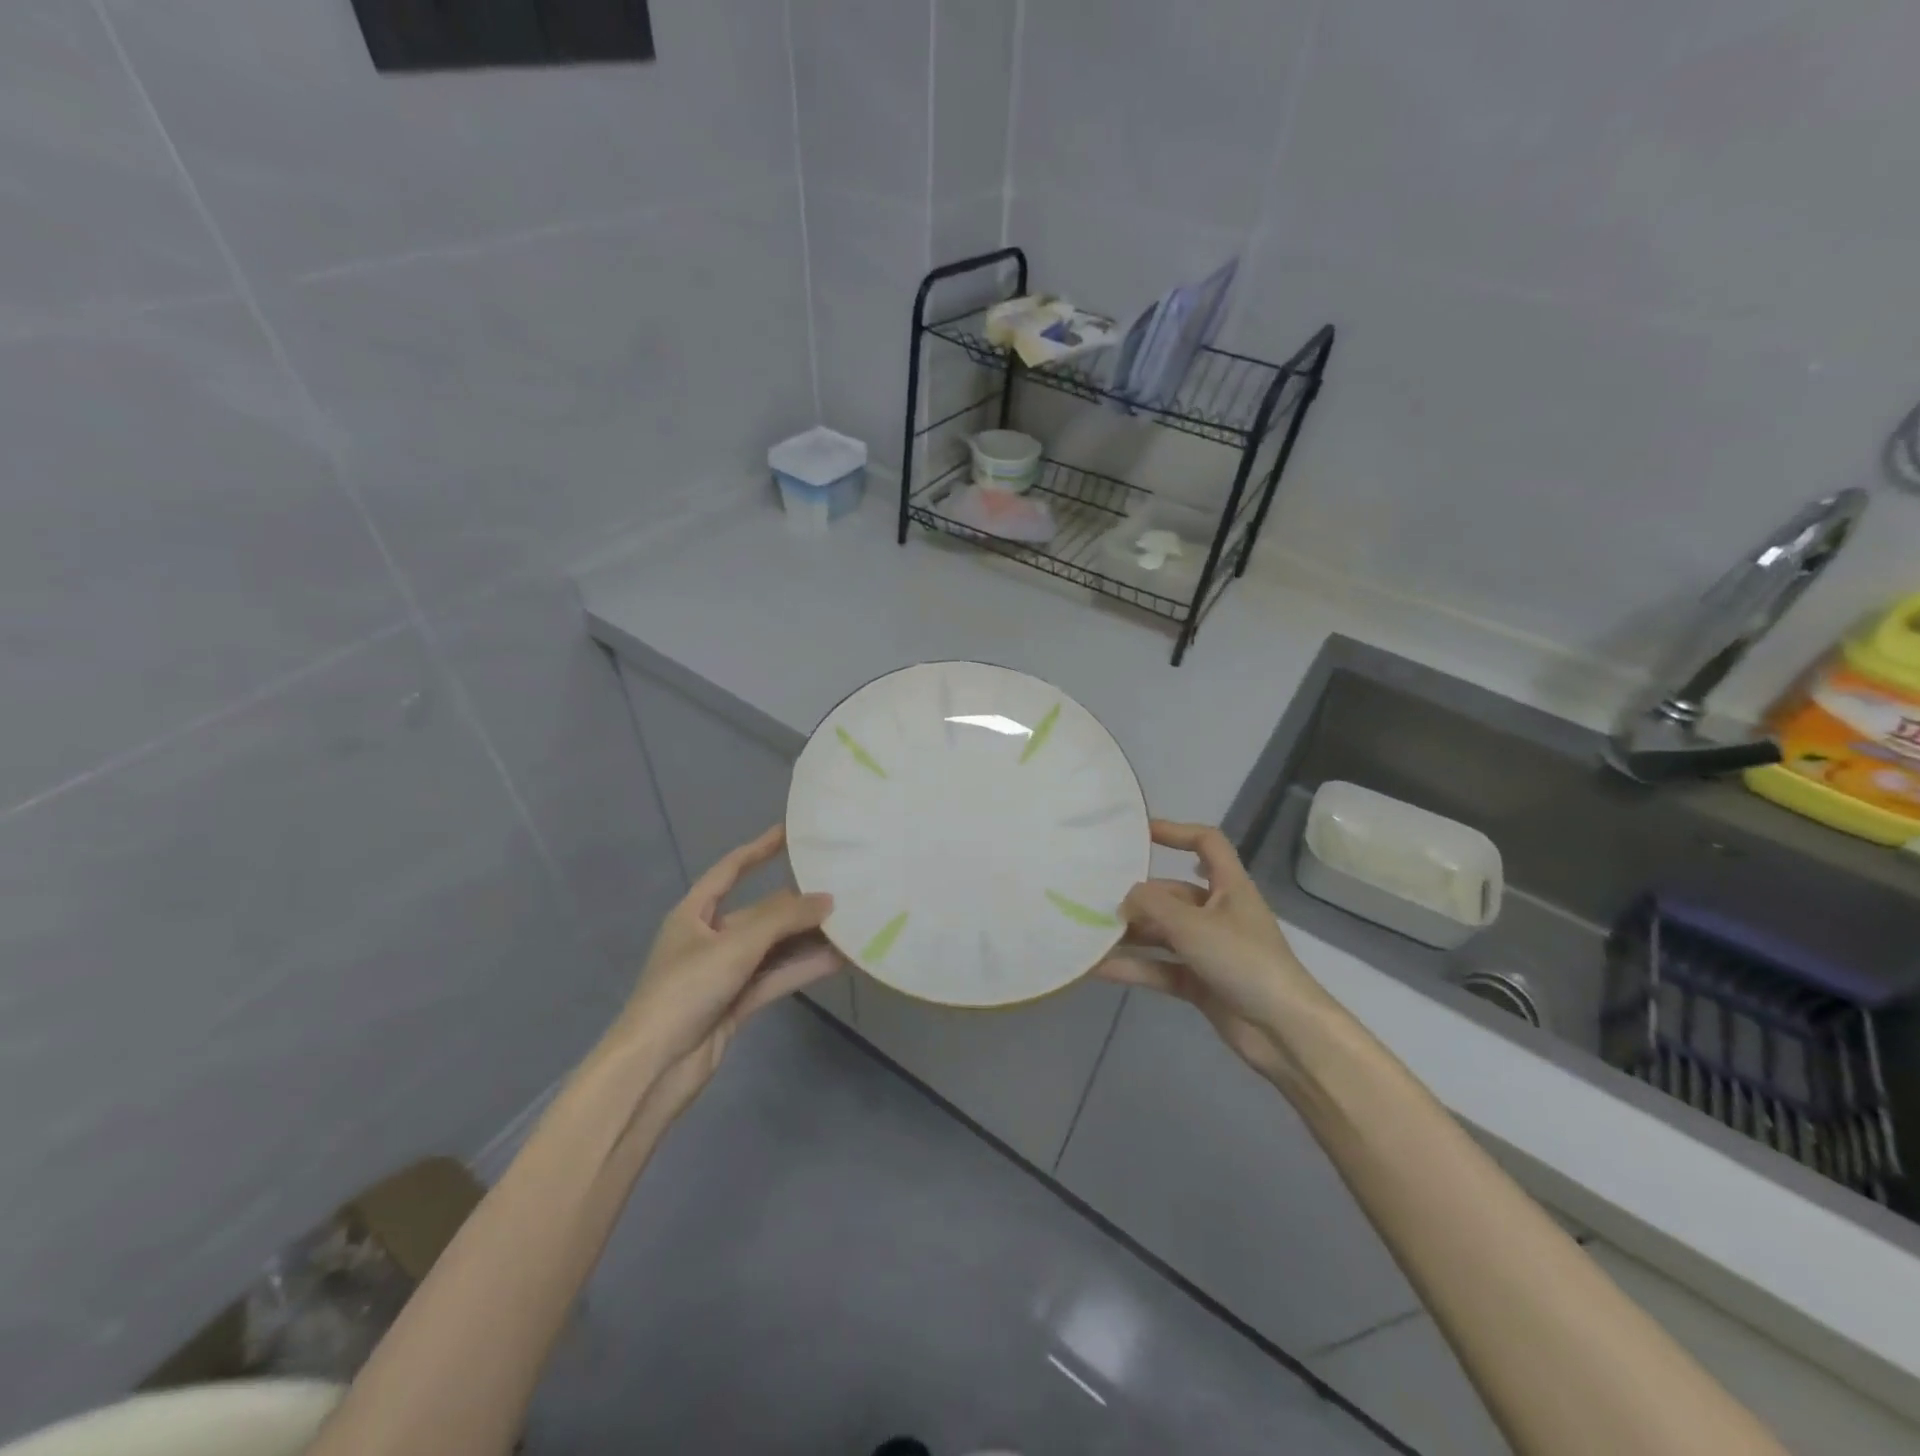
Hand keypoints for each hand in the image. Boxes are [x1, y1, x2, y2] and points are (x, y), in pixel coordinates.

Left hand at [608, 826, 838, 1120]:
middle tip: (841, 888)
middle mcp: (709, 938)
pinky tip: (837, 960)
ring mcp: (724, 973)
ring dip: (806, 938)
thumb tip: (828, 899)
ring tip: (849, 924)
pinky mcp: (737, 1003)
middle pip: (760, 913)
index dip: (759, 849)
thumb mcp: (735, 945)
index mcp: (694, 914)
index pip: (730, 870)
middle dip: (797, 904)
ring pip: (773, 947)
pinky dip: (802, 968)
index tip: (791, 832)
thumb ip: (784, 919)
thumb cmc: (685, 990)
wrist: (655, 1067)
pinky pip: (776, 976)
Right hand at [1095, 821, 1337, 1088]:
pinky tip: (1098, 968)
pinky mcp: (1199, 982)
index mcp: (1229, 887)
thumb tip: (1122, 899)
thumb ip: (1152, 905)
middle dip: (1137, 897)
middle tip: (1095, 899)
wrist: (1284, 1031)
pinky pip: (1159, 967)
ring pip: (1162, 933)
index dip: (1176, 832)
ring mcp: (1208, 949)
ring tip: (1088, 933)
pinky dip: (1133, 966)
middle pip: (1172, 894)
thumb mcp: (1193, 925)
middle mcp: (1218, 913)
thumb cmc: (1244, 961)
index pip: (1206, 843)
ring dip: (1129, 934)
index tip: (1138, 834)